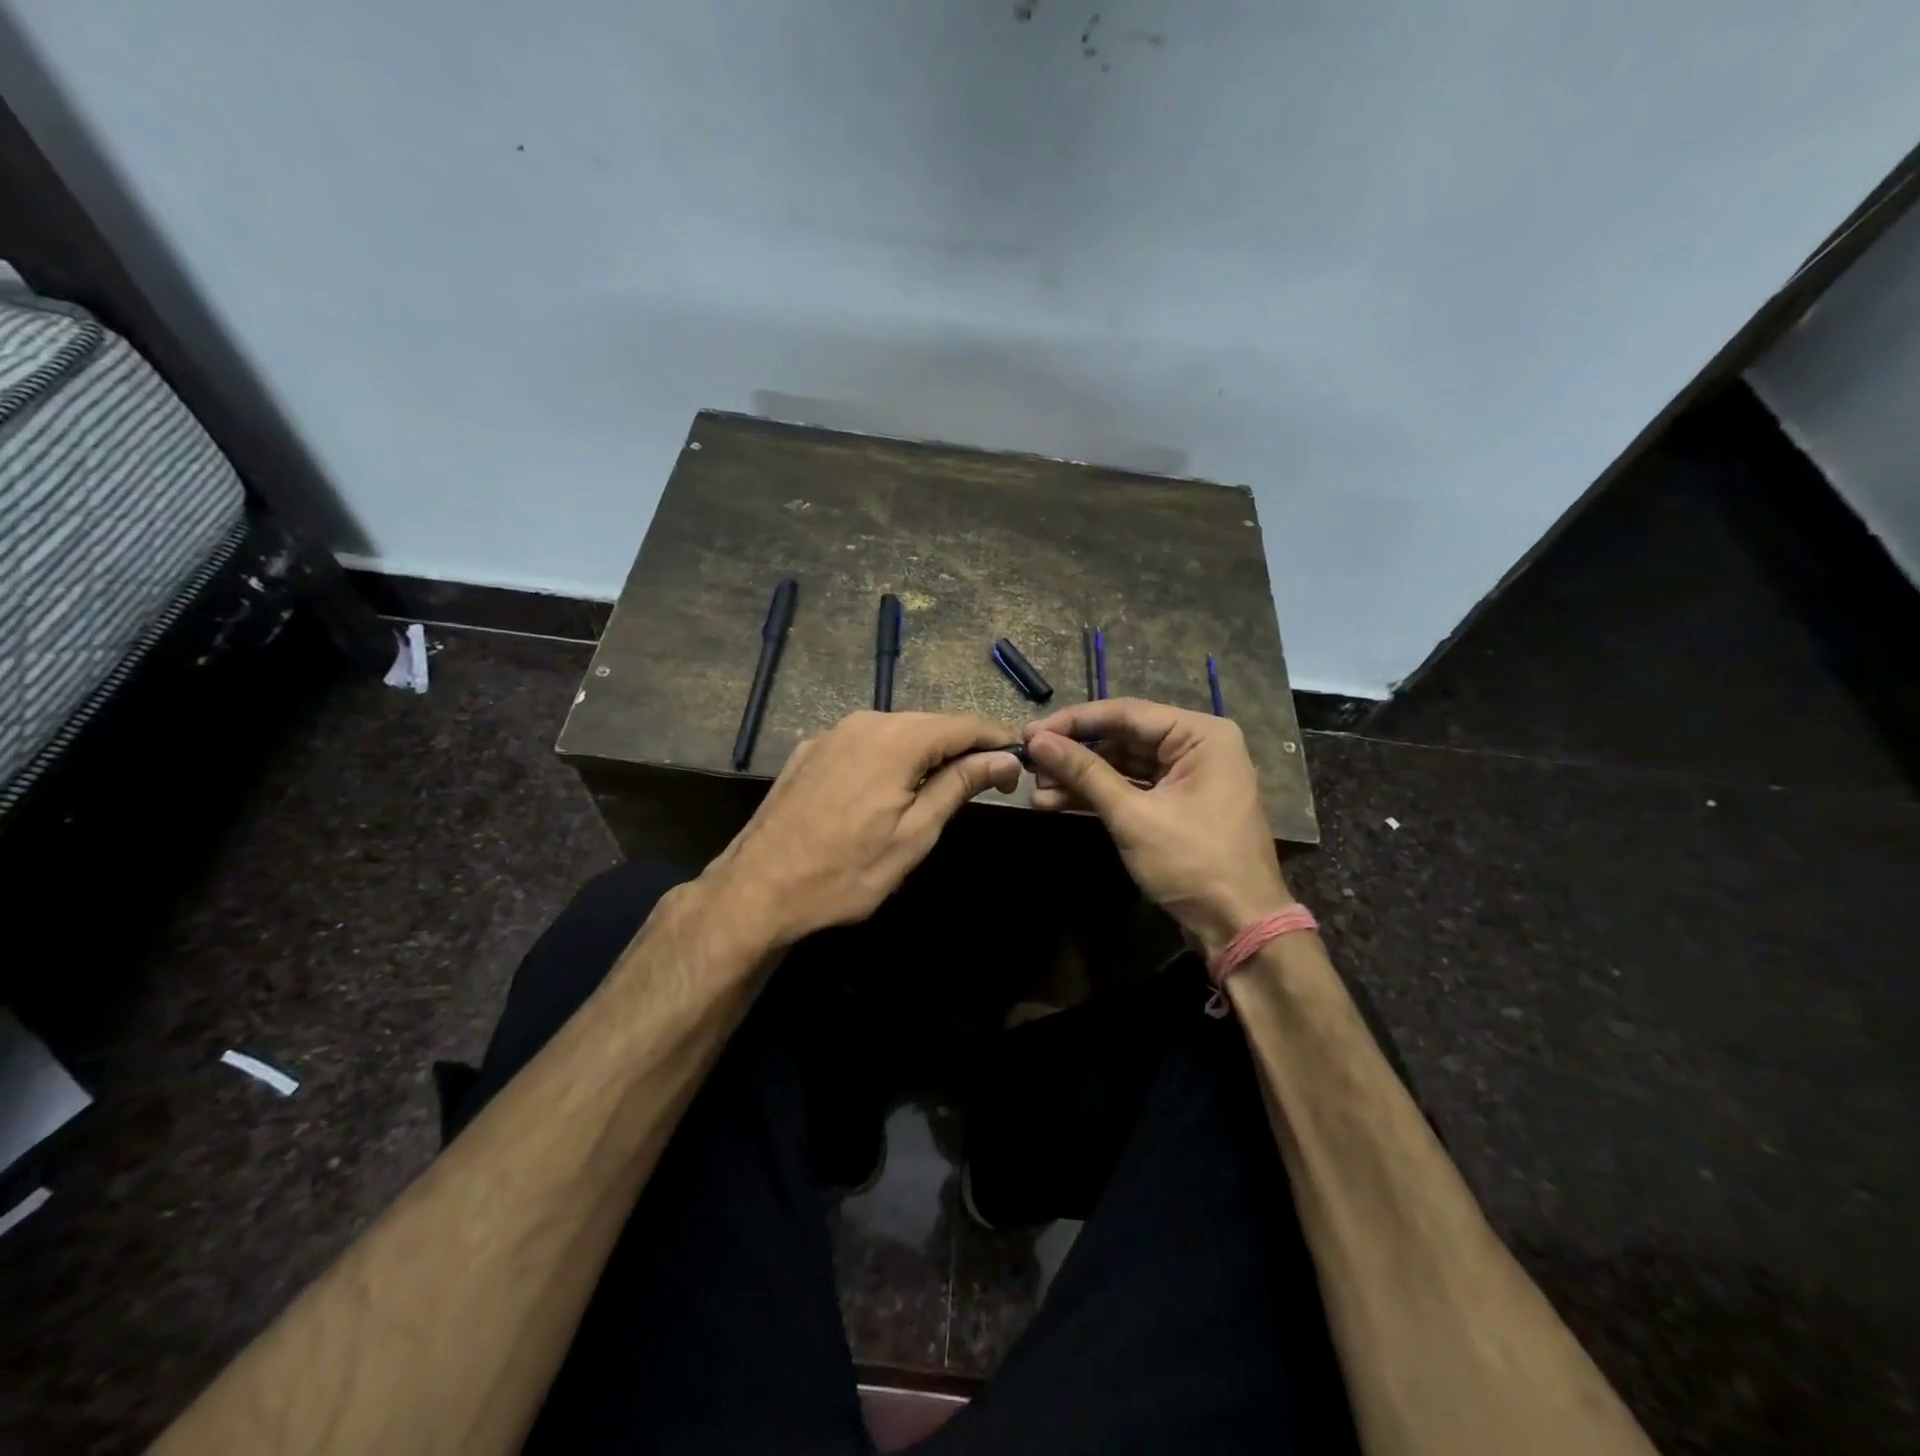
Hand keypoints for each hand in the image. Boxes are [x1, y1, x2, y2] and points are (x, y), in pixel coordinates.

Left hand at [712, 711, 1021, 945]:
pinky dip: (888, 758)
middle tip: (991, 780)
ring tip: (945, 786)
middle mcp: (863, 722)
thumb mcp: (914, 834)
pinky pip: (863, 744)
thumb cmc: (846, 871)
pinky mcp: (808, 752)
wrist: (757, 890)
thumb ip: (959, 785)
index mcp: (896, 738)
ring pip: (895, 732)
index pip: (963, 724)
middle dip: (963, 747)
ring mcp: (830, 735)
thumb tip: (1004, 758)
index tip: (1019, 764)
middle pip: (929, 724)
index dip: (996, 740)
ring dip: (926, 753)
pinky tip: (890, 787)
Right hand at [1023, 698, 1291, 956]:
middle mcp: (1197, 746)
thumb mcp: (1133, 815)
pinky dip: (1098, 796)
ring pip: (1123, 765)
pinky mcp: (1176, 804)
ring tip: (1035, 787)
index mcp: (1201, 735)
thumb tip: (1038, 742)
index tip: (1029, 732)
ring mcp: (1187, 777)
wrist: (1239, 928)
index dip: (1073, 722)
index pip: (1126, 713)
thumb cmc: (1193, 863)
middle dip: (1074, 754)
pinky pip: (1132, 789)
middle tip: (1029, 763)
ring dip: (1080, 778)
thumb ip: (1085, 773)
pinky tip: (1056, 802)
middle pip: (1122, 738)